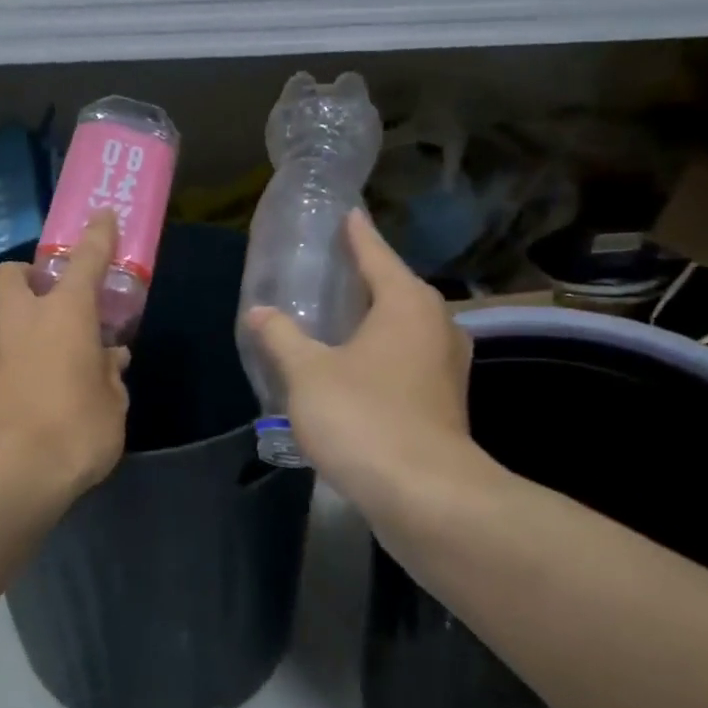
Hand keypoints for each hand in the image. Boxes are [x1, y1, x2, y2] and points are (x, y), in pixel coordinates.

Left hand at [0, 212, 129, 510]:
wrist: (6, 478)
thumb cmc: (75, 433)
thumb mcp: (112, 406)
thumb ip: (110, 374)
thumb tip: (109, 358)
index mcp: (64, 314)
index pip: (87, 260)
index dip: (98, 236)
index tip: (104, 216)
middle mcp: (20, 319)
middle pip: (14, 274)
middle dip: (29, 276)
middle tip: (52, 302)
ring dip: (19, 324)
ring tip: (42, 359)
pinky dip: (8, 359)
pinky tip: (23, 390)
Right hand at [244, 210, 478, 517]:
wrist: (424, 493)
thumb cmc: (364, 417)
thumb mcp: (308, 374)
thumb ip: (281, 338)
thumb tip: (260, 312)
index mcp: (406, 303)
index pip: (376, 254)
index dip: (357, 235)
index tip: (346, 213)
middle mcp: (436, 325)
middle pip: (397, 289)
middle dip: (366, 278)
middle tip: (331, 270)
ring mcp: (447, 366)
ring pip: (405, 328)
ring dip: (375, 321)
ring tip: (340, 318)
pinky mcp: (445, 401)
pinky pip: (408, 360)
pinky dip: (383, 354)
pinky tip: (356, 368)